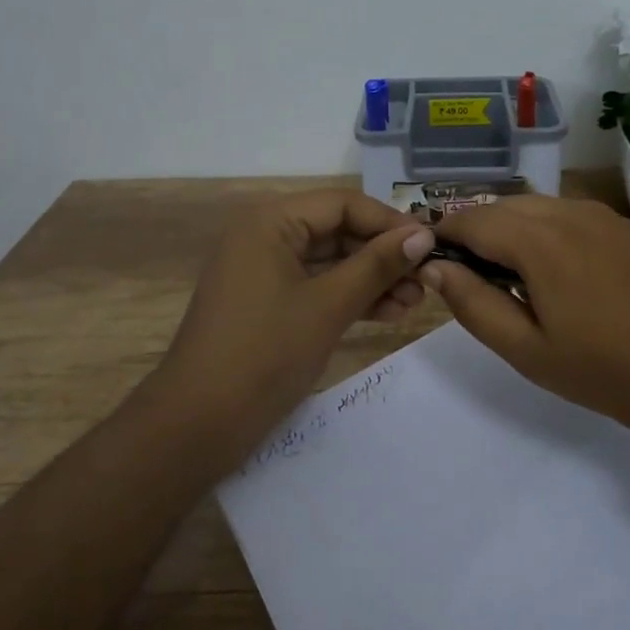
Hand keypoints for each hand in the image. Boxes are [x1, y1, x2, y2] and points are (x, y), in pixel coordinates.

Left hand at [153, 189, 435, 469]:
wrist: (198, 425)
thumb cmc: (264, 352)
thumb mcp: (329, 305)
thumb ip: (377, 266)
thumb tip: (424, 236)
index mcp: (271, 222)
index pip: (342, 204)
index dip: (389, 222)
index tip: (431, 245)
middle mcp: (266, 236)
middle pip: (337, 231)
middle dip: (383, 255)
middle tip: (427, 279)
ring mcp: (266, 271)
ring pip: (331, 262)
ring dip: (373, 279)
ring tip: (415, 302)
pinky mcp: (269, 304)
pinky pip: (318, 287)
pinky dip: (351, 297)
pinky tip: (389, 312)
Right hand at [424, 196, 629, 453]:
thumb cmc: (609, 373)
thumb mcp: (529, 351)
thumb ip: (473, 304)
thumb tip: (434, 267)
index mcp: (540, 240)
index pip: (472, 219)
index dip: (444, 233)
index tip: (432, 258)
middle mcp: (572, 213)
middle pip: (506, 206)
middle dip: (479, 230)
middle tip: (472, 273)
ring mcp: (609, 217)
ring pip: (543, 208)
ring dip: (517, 229)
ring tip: (515, 274)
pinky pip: (578, 218)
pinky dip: (554, 233)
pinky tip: (568, 273)